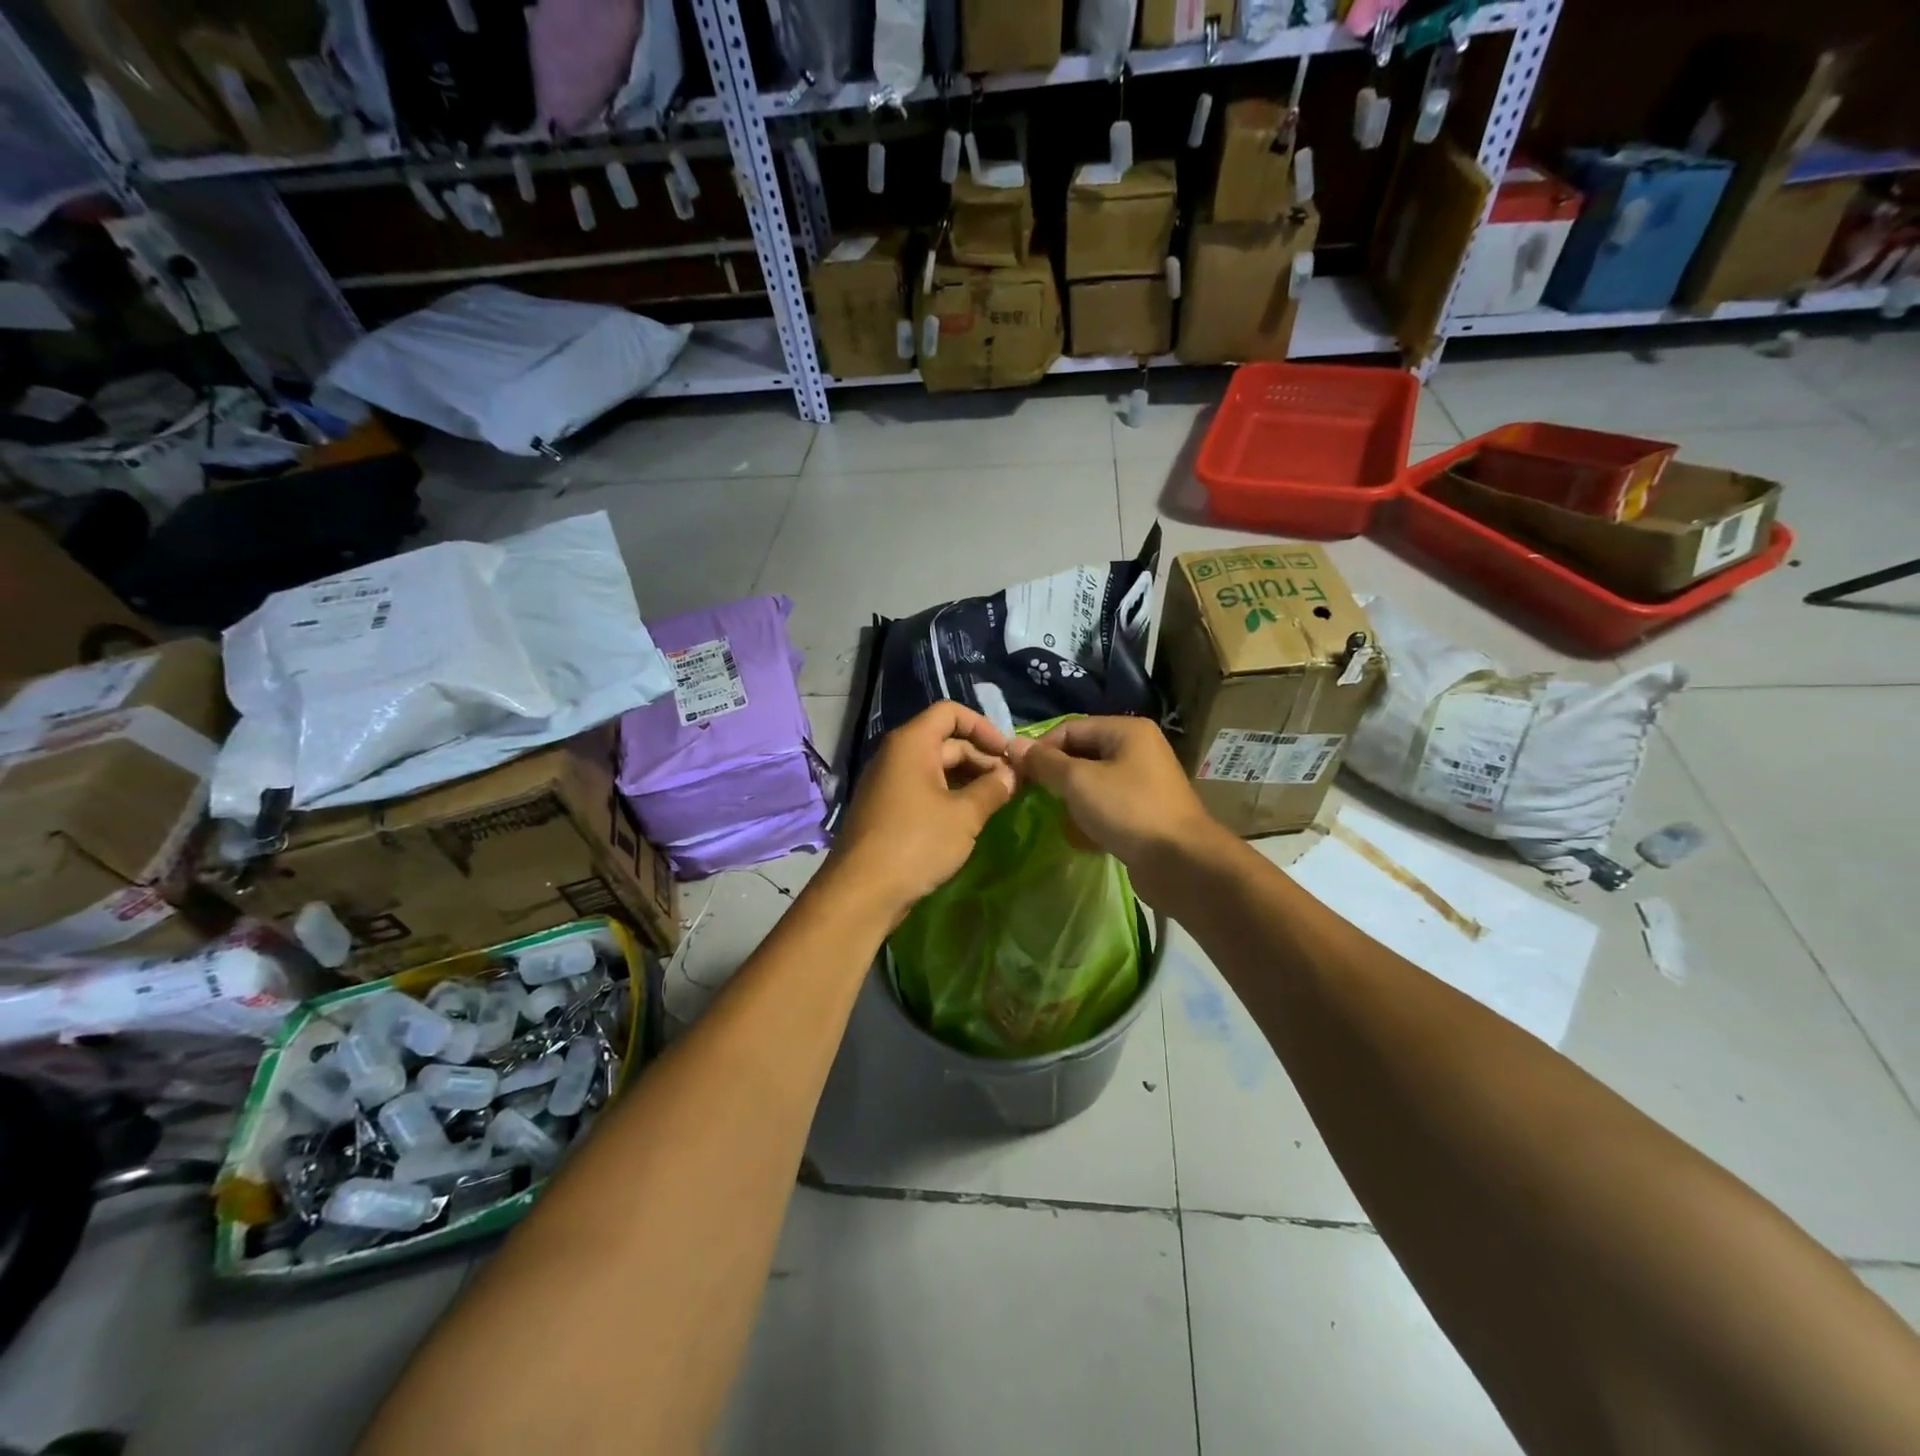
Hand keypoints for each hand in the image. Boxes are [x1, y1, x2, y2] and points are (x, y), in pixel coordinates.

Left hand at [827, 701, 1016, 927]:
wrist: (862, 892)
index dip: (983, 727)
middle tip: (1013, 784)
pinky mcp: (888, 810)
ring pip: (937, 768)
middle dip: (982, 758)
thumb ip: (993, 789)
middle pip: (946, 741)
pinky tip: (971, 819)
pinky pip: (925, 790)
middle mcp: (896, 755)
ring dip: (969, 780)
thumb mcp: (964, 815)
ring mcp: (889, 783)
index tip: (1008, 753)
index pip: (950, 712)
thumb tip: (1012, 774)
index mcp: (911, 743)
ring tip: (998, 802)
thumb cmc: (916, 843)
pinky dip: (950, 796)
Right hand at [1006, 717, 1220, 902]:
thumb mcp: (1078, 781)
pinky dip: (1090, 819)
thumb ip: (1045, 762)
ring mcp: (1143, 783)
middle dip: (1056, 777)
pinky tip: (1081, 838)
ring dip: (1072, 801)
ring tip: (1058, 819)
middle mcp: (1138, 750)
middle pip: (1082, 755)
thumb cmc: (1127, 810)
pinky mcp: (1144, 813)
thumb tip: (1014, 745)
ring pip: (1092, 784)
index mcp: (1126, 731)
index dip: (1041, 748)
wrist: (1180, 862)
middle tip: (1032, 796)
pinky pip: (1106, 807)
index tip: (1017, 773)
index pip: (1070, 728)